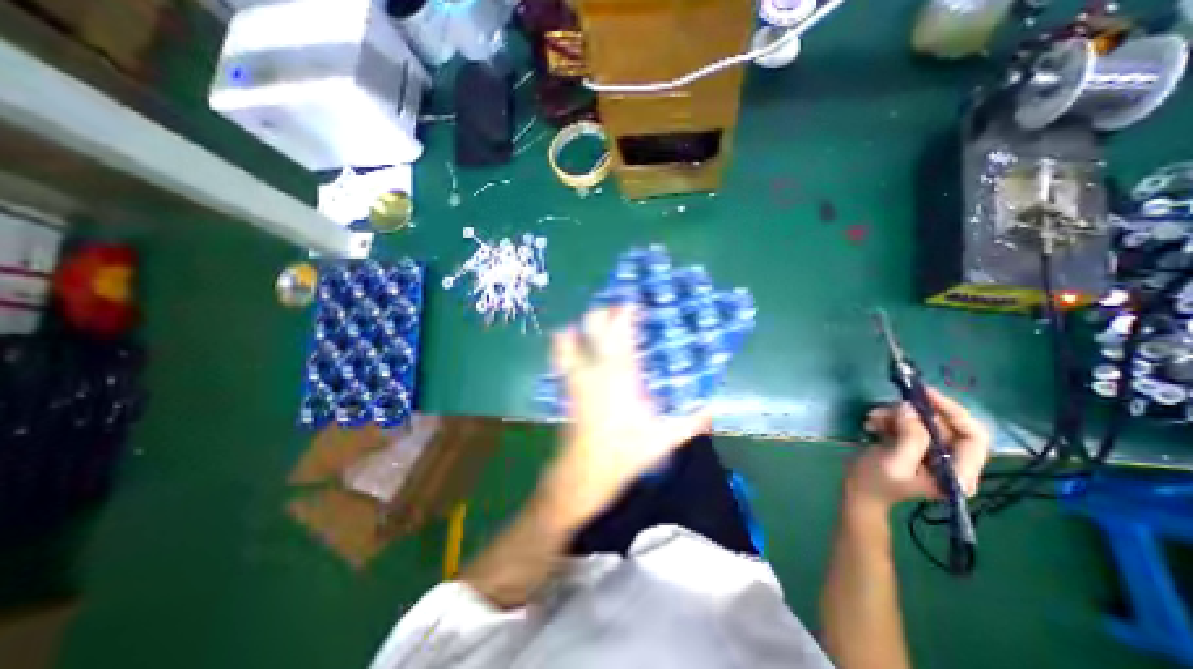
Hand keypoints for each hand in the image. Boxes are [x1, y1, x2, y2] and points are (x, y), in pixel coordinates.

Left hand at [539, 307, 704, 529]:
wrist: (586, 470)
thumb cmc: (625, 451)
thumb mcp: (665, 438)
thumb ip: (692, 420)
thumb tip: (713, 407)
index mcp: (620, 371)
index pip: (620, 327)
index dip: (627, 310)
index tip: (637, 303)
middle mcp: (595, 365)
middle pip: (592, 322)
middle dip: (605, 311)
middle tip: (622, 313)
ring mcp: (576, 373)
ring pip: (569, 334)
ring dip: (584, 326)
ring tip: (600, 325)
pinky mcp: (566, 385)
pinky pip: (561, 355)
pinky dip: (568, 343)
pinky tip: (581, 346)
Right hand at [852, 390, 994, 508]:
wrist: (856, 490)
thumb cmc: (875, 481)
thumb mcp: (894, 461)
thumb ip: (910, 437)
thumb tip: (910, 408)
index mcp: (958, 473)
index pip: (973, 437)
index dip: (954, 413)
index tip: (926, 395)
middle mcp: (951, 461)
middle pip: (944, 425)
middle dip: (913, 414)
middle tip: (887, 409)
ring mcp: (931, 452)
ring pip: (922, 420)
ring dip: (895, 414)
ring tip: (873, 418)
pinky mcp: (912, 444)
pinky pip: (906, 422)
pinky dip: (888, 418)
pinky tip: (872, 423)